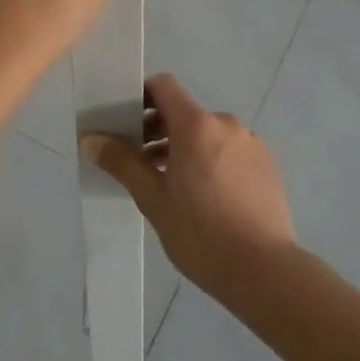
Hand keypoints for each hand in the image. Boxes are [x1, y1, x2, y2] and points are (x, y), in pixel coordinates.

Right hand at [83, 73, 297, 298]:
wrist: (268, 274)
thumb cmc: (202, 234)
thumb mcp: (153, 200)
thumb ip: (122, 163)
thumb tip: (91, 140)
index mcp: (195, 124)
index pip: (163, 86)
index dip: (142, 97)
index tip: (127, 124)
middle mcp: (225, 123)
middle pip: (184, 112)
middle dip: (160, 130)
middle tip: (143, 164)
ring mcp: (250, 143)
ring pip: (208, 133)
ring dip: (187, 148)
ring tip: (174, 186)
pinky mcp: (268, 165)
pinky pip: (230, 150)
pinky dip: (213, 161)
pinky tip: (208, 199)